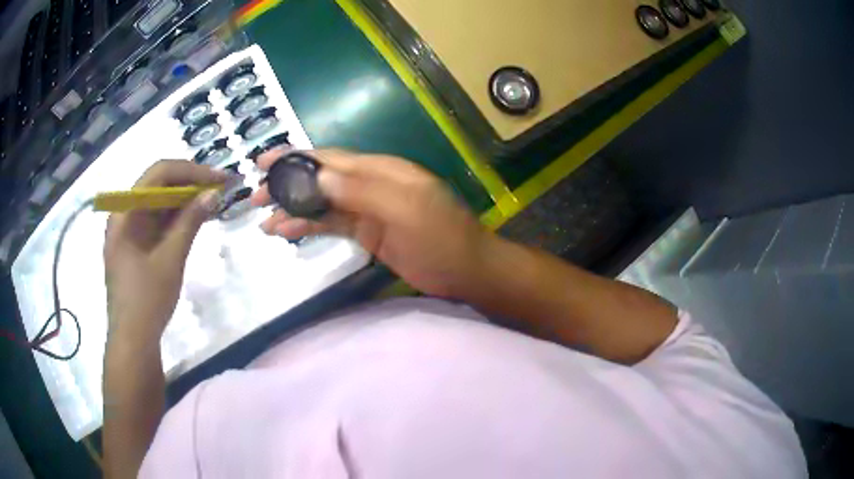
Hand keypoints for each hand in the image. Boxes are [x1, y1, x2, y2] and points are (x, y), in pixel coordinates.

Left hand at [104, 160, 227, 345]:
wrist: (133, 341)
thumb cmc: (147, 300)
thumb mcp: (171, 259)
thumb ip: (190, 222)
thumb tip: (214, 192)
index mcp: (125, 212)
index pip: (158, 174)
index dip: (191, 170)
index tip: (219, 178)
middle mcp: (123, 214)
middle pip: (158, 185)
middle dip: (189, 183)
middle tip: (220, 188)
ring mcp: (128, 230)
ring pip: (158, 203)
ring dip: (184, 200)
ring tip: (212, 201)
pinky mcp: (135, 245)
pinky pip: (156, 221)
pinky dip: (176, 218)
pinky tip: (194, 219)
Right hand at [250, 149, 492, 296]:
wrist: (465, 271)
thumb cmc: (441, 238)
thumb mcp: (405, 209)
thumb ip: (361, 189)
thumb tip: (316, 175)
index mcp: (380, 170)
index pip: (330, 158)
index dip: (295, 158)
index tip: (262, 163)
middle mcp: (370, 184)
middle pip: (320, 178)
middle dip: (286, 184)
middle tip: (254, 196)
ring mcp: (367, 209)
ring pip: (321, 202)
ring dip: (292, 207)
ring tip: (263, 218)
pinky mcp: (366, 232)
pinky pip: (331, 224)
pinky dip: (308, 225)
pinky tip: (286, 231)